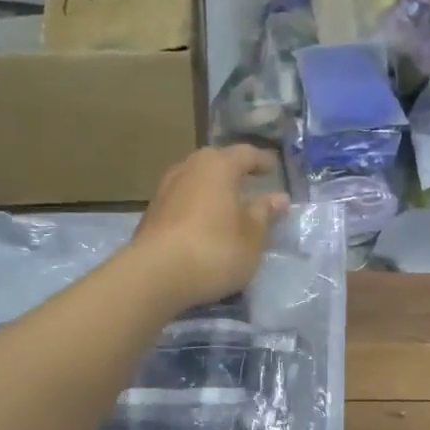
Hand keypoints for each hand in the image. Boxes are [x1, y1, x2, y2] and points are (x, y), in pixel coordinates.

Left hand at [132, 144, 286, 308]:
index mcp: (218, 166)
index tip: (273, 169)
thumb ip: (264, 214)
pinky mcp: (151, 213)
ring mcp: (165, 190)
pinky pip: (182, 202)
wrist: (154, 276)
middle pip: (216, 163)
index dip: (262, 161)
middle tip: (248, 185)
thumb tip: (278, 198)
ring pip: (196, 182)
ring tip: (226, 208)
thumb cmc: (215, 250)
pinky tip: (203, 227)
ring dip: (212, 191)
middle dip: (233, 173)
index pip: (246, 154)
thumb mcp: (252, 236)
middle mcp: (189, 168)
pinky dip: (196, 208)